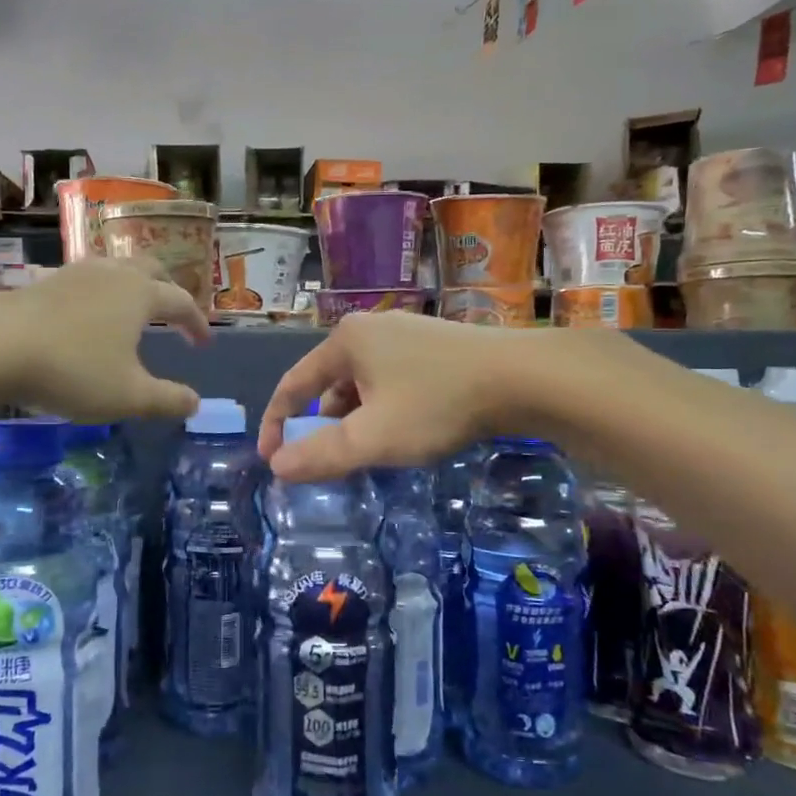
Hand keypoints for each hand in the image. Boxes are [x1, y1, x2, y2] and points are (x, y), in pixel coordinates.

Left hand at [0, 259, 209, 421]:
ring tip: (130, 309)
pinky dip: (98, 292)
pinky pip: (84, 279)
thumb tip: (195, 403)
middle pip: (151, 269)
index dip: (197, 322)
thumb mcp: (128, 396)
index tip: (203, 343)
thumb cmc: (72, 369)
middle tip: (174, 313)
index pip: (181, 301)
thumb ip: (167, 400)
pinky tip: (85, 313)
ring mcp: (74, 273)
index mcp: (140, 294)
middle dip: (168, 288)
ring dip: (132, 285)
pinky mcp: (43, 281)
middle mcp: (112, 274)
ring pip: (115, 268)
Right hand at [258, 313, 537, 479]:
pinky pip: (392, 380)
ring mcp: (407, 333)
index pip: (293, 384)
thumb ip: (321, 455)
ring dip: (356, 419)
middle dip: (322, 426)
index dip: (276, 423)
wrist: (523, 378)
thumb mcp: (373, 438)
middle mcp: (371, 329)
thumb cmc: (437, 404)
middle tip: (327, 462)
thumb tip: (278, 467)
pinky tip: (403, 431)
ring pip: (363, 384)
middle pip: (329, 384)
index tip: (271, 460)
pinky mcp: (436, 345)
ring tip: (367, 452)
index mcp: (345, 341)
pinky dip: (384, 408)